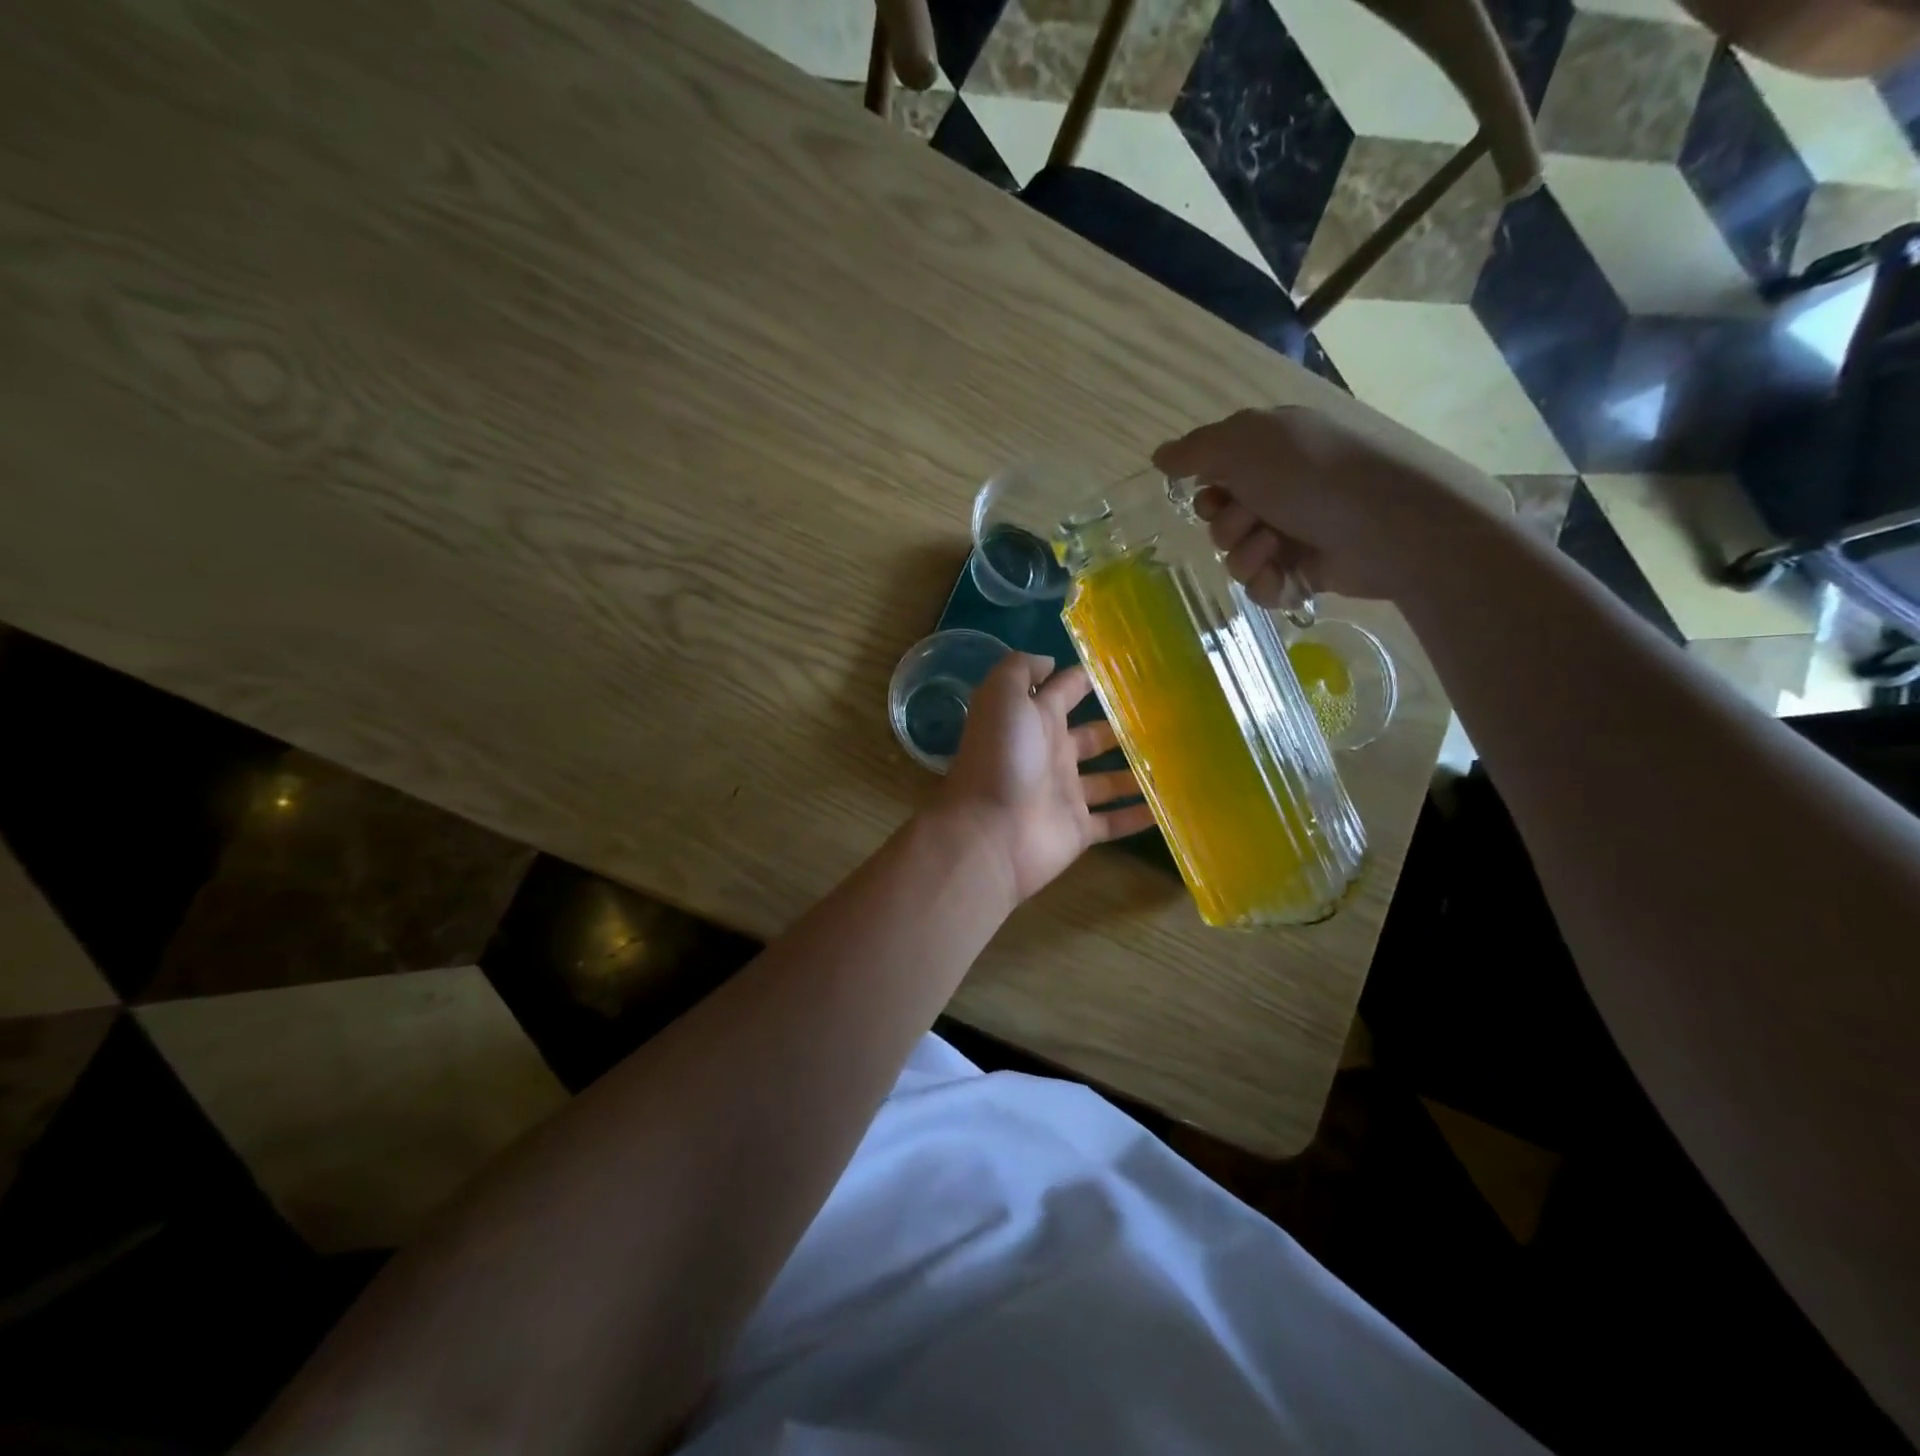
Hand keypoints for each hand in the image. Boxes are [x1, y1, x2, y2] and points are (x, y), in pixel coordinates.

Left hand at [931, 653, 1156, 904]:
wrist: (990, 831)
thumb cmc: (1001, 757)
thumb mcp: (1002, 696)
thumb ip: (1022, 670)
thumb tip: (1050, 661)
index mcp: (1035, 721)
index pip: (1064, 692)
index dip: (1088, 679)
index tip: (1128, 669)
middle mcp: (1051, 754)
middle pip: (1092, 737)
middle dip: (1122, 727)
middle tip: (1168, 718)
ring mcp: (1065, 794)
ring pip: (1108, 780)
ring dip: (1137, 772)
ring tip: (1180, 759)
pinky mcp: (1077, 830)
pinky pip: (1114, 822)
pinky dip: (1139, 816)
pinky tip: (1171, 807)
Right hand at [1153, 406, 1480, 603]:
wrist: (1385, 523)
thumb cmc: (1312, 472)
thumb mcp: (1245, 443)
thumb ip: (1195, 450)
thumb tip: (1158, 456)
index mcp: (1267, 454)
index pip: (1213, 479)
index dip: (1206, 493)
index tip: (1214, 495)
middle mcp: (1277, 492)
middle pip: (1219, 522)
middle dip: (1227, 525)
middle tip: (1253, 517)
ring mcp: (1292, 534)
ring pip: (1235, 558)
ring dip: (1246, 554)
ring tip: (1275, 546)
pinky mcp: (1304, 573)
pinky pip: (1261, 587)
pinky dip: (1266, 583)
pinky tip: (1284, 576)